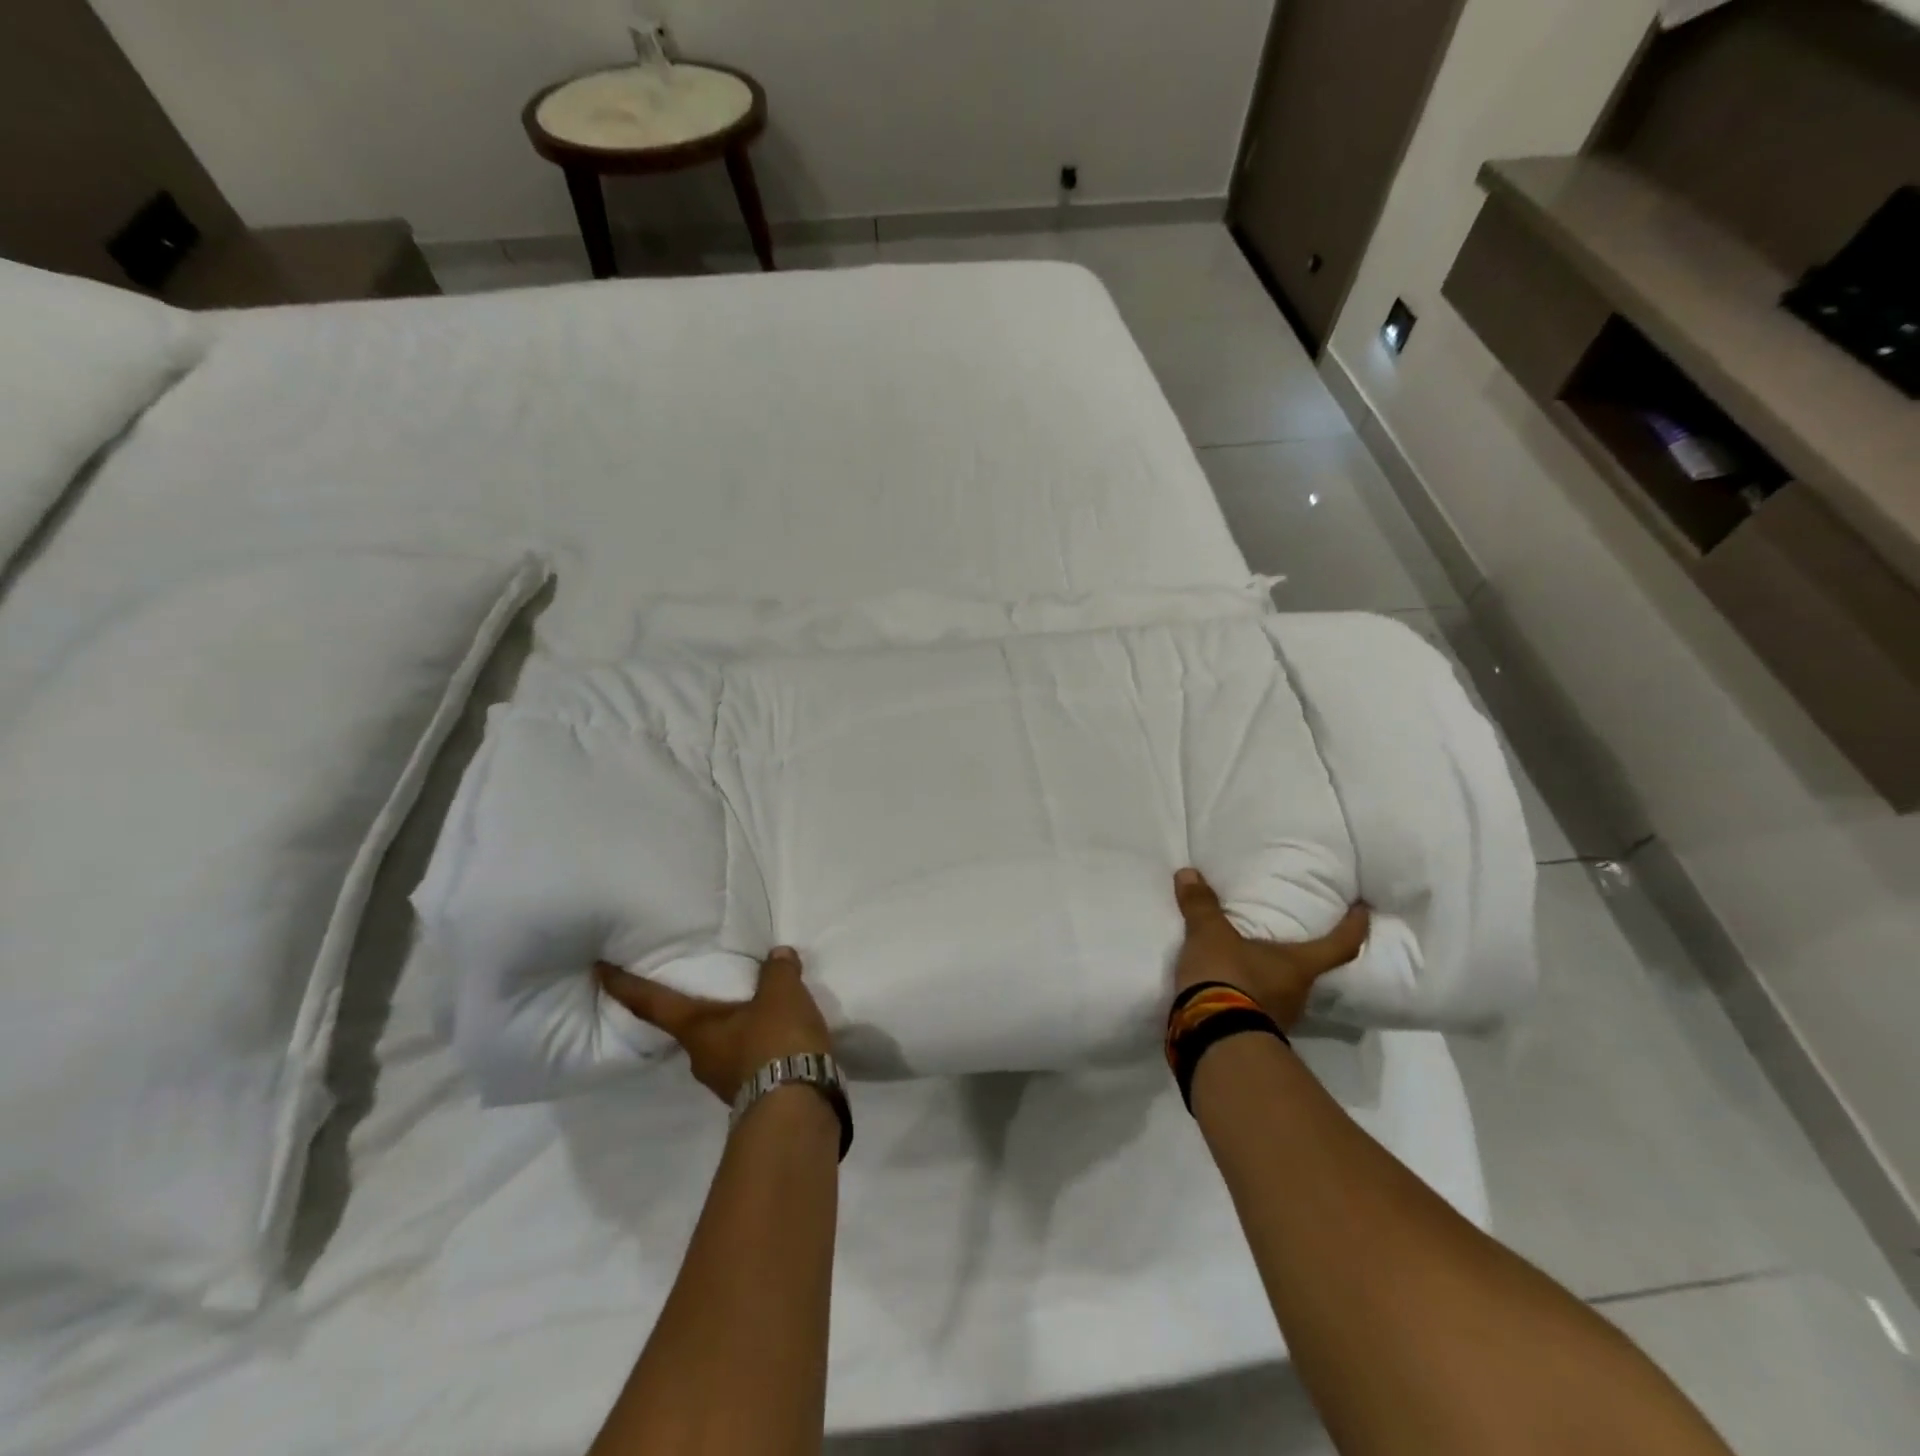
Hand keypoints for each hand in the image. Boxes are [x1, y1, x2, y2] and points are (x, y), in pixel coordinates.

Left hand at [596, 947, 831, 1103]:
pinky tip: (779, 1037)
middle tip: (708, 988)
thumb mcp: (781, 994)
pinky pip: (747, 1061)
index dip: (624, 986)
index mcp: (695, 1030)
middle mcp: (700, 1058)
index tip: (598, 971)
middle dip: (697, 1010)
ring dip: (733, 1029)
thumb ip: (777, 971)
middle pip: (689, 1027)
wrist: (797, 1109)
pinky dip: (757, 1046)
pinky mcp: (751, 1095)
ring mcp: (723, 1082)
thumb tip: (778, 956)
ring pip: (721, 1046)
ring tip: (758, 1011)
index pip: (651, 1003)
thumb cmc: (774, 1042)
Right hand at [1172, 868, 1369, 1030]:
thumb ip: (1201, 905)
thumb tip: (1188, 873)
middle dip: (1298, 954)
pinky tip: (1228, 987)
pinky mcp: (1254, 1034)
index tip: (1364, 909)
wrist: (1211, 1037)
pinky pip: (1256, 1008)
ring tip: (1248, 960)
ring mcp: (1279, 1020)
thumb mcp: (1209, 935)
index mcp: (1299, 966)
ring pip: (1282, 992)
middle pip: (1309, 971)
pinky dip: (1247, 996)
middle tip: (1285, 935)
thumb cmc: (1227, 977)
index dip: (1354, 926)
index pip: (1340, 945)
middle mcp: (1298, 995)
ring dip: (1269, 977)